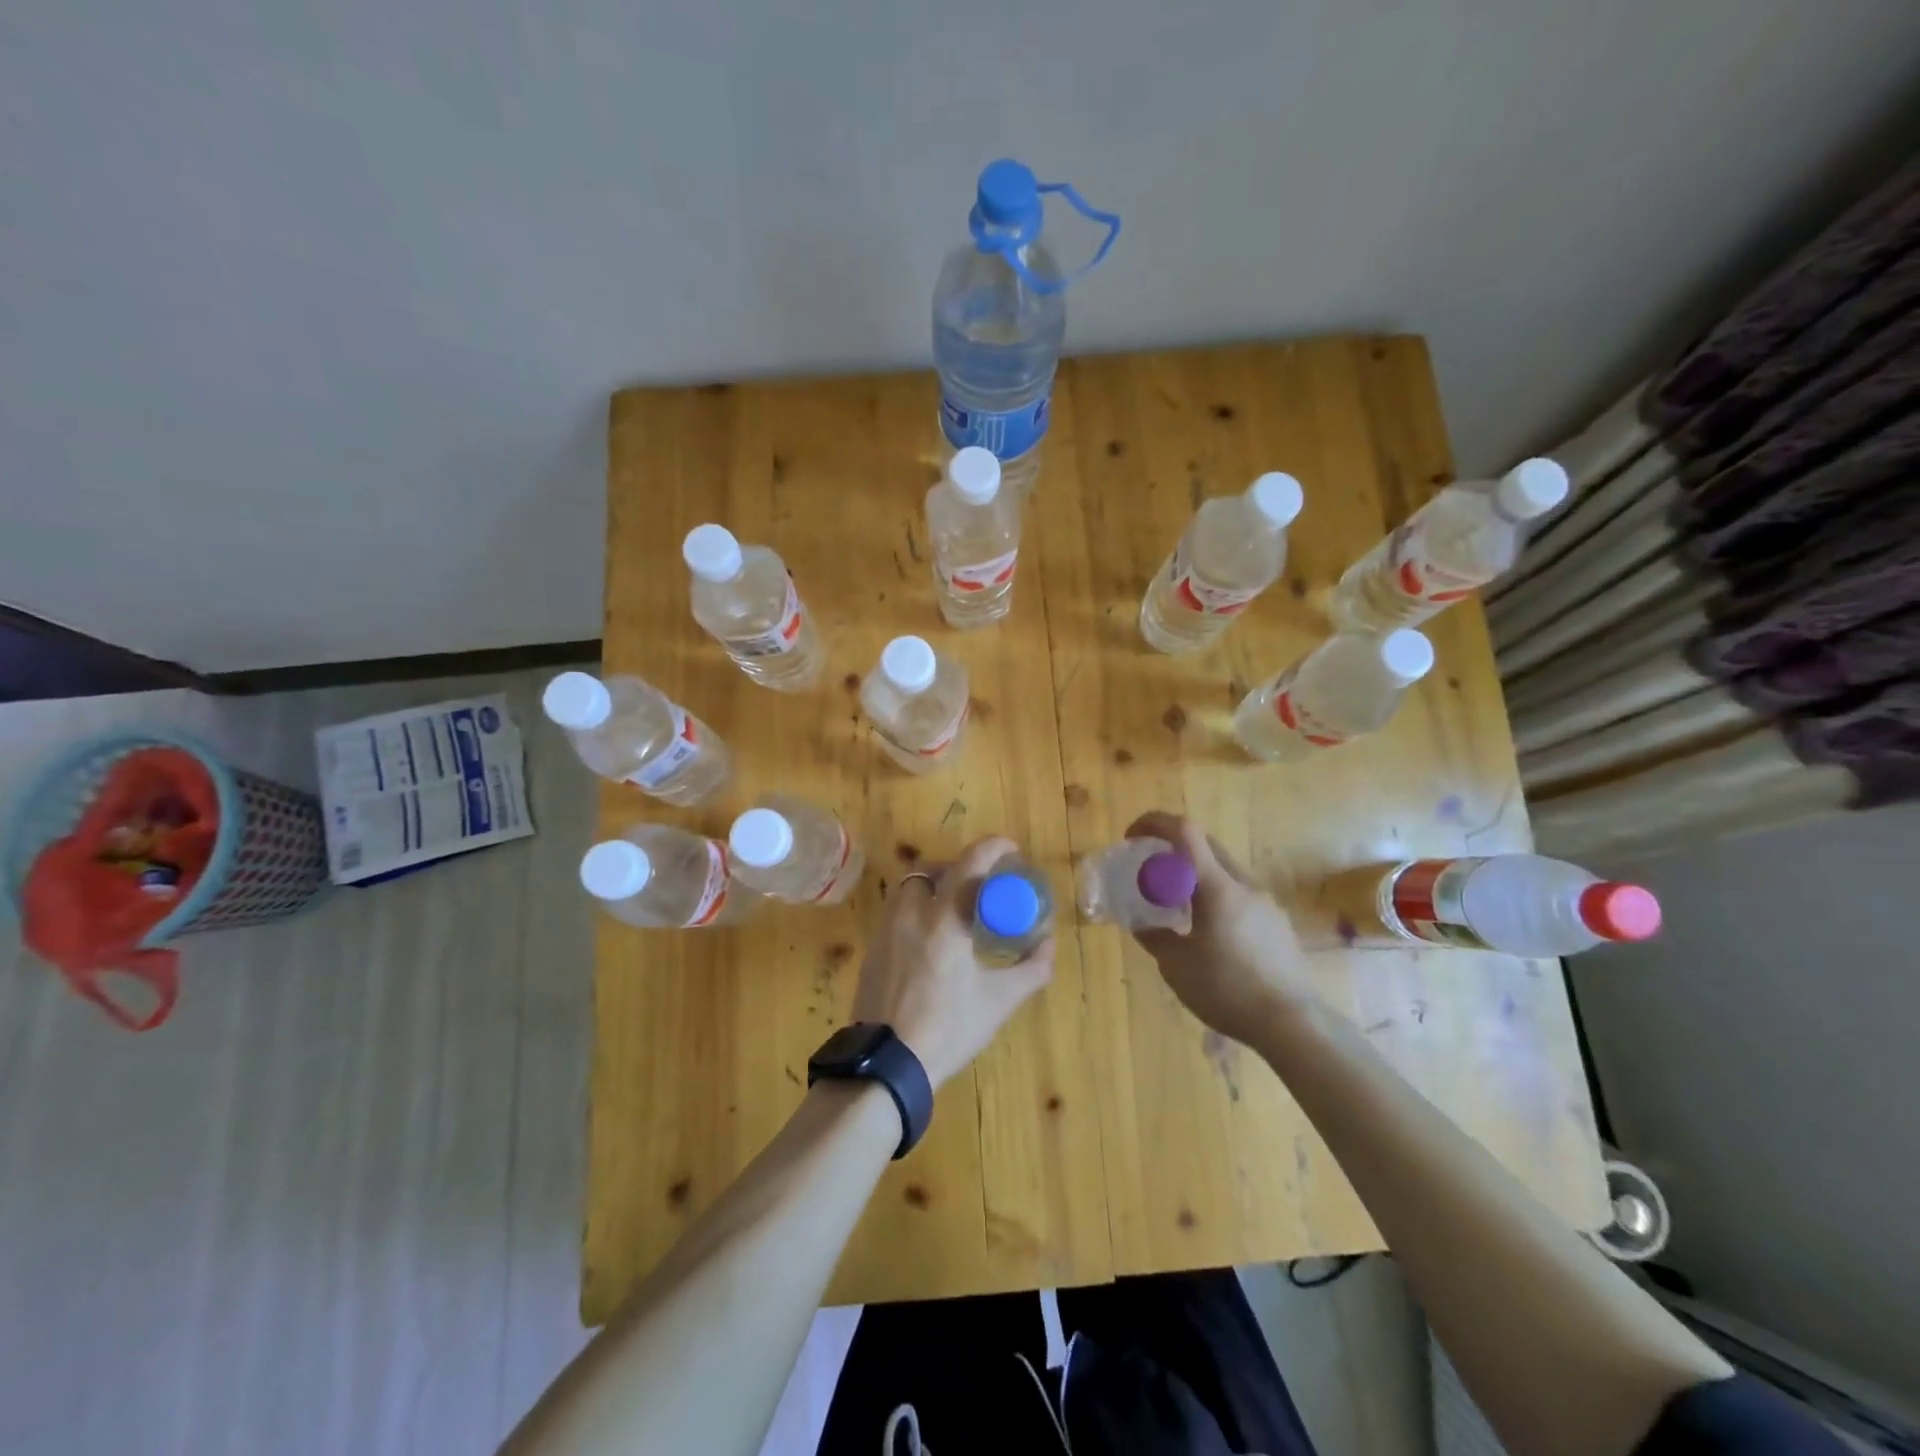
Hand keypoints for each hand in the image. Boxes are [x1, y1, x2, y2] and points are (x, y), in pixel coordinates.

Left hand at [850, 835, 1054, 1089]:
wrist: (886, 1064)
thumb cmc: (947, 1029)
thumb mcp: (998, 1002)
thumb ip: (1031, 969)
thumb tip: (1049, 944)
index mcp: (944, 921)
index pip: (968, 865)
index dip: (991, 848)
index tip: (1010, 849)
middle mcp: (910, 914)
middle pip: (931, 870)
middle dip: (957, 867)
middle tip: (980, 884)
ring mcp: (885, 930)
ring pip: (909, 888)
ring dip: (933, 887)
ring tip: (955, 910)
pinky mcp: (872, 948)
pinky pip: (896, 911)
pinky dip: (917, 909)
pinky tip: (931, 939)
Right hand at [1124, 811, 1317, 1044]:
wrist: (1295, 1025)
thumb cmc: (1228, 991)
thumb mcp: (1177, 966)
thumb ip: (1154, 936)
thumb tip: (1140, 923)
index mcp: (1217, 887)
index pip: (1185, 831)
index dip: (1154, 823)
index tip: (1131, 837)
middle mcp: (1244, 884)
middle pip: (1205, 845)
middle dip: (1172, 846)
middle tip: (1147, 868)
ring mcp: (1265, 902)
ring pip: (1223, 870)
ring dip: (1194, 873)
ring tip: (1175, 904)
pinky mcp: (1277, 923)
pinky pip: (1239, 894)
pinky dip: (1215, 895)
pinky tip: (1208, 932)